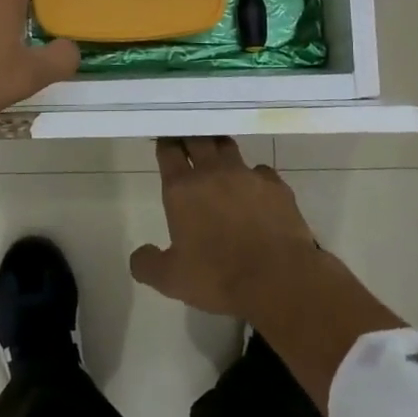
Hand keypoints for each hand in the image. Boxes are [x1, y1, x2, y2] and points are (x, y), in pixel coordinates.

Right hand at [130, 137, 404, 410]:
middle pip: (198, 138)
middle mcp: (213, 172)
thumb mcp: (171, 279)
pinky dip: (253, 176)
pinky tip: (254, 191)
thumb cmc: (218, 277)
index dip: (165, 142)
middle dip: (190, 136)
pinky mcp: (276, 185)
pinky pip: (260, 171)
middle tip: (187, 139)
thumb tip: (139, 255)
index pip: (169, 151)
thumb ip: (147, 264)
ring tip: (217, 157)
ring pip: (228, 147)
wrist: (278, 280)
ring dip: (219, 148)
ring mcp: (247, 174)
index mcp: (182, 188)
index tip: (164, 139)